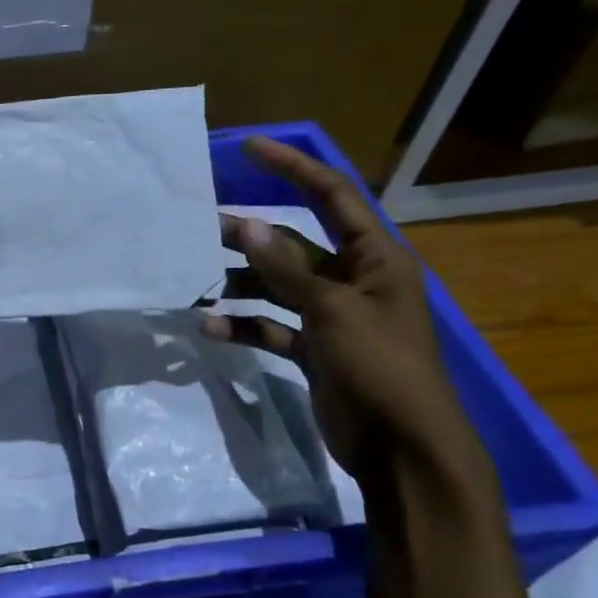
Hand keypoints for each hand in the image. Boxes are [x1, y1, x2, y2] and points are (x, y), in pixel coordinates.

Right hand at [201, 137, 468, 478]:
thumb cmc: (379, 367)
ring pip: (277, 286)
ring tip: (195, 281)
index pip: (332, 196)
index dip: (292, 168)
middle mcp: (354, 280)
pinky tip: (212, 329)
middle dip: (250, 236)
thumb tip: (248, 224)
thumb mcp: (333, 311)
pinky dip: (245, 326)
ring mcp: (332, 317)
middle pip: (293, 244)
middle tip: (200, 227)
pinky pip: (273, 326)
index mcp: (375, 258)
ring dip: (239, 284)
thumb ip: (286, 268)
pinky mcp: (315, 349)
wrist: (401, 448)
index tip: (248, 148)